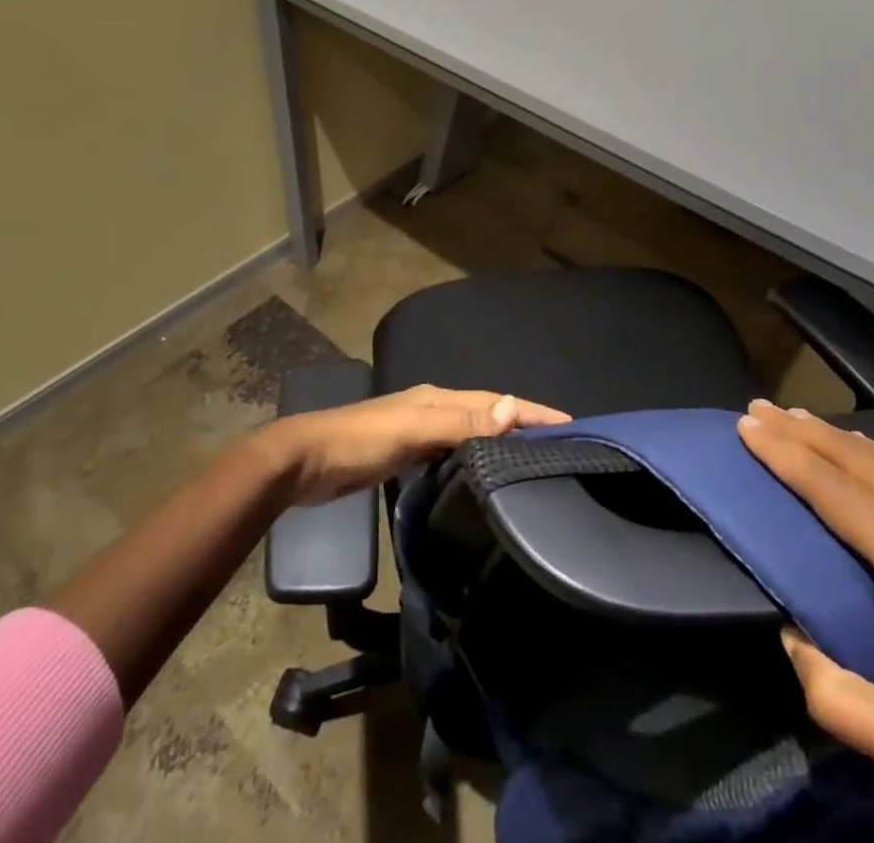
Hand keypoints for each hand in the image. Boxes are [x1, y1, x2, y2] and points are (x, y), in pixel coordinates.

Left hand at [261, 384, 570, 506]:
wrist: (305, 462)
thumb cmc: (360, 441)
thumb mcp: (412, 429)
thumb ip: (460, 421)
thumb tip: (511, 408)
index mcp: (438, 398)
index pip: (496, 401)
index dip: (530, 410)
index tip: (568, 423)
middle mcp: (434, 408)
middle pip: (488, 413)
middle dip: (521, 423)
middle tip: (557, 445)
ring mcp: (419, 431)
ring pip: (472, 432)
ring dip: (500, 441)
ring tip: (530, 461)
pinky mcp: (407, 454)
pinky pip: (453, 451)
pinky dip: (474, 457)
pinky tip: (482, 475)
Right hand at [737, 401, 873, 842]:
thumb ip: (844, 704)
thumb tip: (790, 637)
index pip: (841, 496)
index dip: (789, 457)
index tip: (748, 426)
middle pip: (864, 462)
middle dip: (803, 431)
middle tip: (757, 407)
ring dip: (841, 437)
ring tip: (798, 419)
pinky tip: (867, 456)